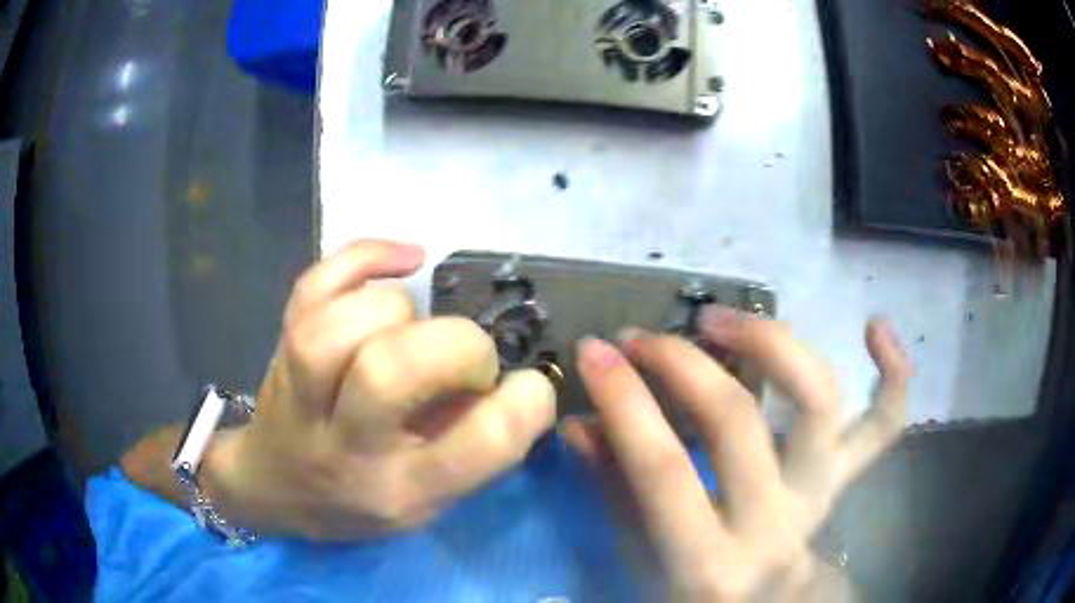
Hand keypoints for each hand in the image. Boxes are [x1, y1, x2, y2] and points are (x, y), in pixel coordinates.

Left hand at [203, 240, 555, 539]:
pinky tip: (406, 258)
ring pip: (342, 325)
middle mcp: (345, 444)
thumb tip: (507, 382)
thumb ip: (473, 448)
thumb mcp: (428, 502)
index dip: (522, 404)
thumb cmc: (359, 500)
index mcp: (399, 490)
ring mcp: (301, 391)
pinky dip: (364, 255)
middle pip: (390, 369)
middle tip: (469, 358)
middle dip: (456, 345)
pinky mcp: (281, 346)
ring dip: (399, 311)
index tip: (529, 386)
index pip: (476, 446)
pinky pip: (314, 284)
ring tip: (414, 329)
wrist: (276, 486)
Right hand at [565, 308, 911, 600]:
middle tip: (645, 339)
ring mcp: (821, 497)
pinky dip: (892, 375)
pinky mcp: (845, 482)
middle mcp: (776, 526)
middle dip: (683, 365)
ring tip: (722, 319)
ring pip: (819, 403)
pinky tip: (874, 327)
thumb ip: (615, 494)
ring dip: (770, 344)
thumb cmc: (694, 594)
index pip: (665, 470)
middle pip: (739, 423)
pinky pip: (884, 427)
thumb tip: (582, 425)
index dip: (626, 401)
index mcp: (710, 564)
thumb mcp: (642, 564)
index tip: (593, 351)